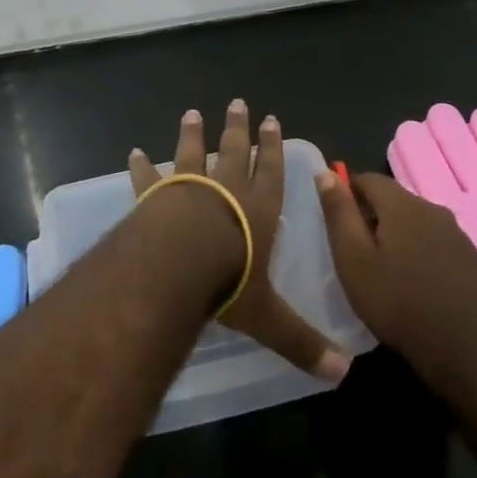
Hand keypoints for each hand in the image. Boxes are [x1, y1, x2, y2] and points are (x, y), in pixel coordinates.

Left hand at [130, 99, 349, 384]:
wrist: (179, 263)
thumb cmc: (230, 282)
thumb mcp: (270, 318)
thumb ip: (302, 342)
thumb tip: (342, 374)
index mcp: (258, 209)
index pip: (270, 171)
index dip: (272, 146)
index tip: (271, 120)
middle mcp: (226, 190)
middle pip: (235, 151)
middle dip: (238, 128)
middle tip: (238, 103)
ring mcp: (189, 187)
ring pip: (193, 153)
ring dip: (193, 133)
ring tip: (192, 113)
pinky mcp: (157, 195)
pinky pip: (149, 177)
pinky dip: (142, 166)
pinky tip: (134, 153)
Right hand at [315, 169, 476, 397]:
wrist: (468, 355)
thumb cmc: (399, 306)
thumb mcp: (354, 261)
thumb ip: (339, 214)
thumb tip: (326, 173)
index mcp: (402, 204)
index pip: (368, 178)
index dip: (348, 193)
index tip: (338, 222)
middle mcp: (433, 209)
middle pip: (394, 200)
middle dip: (373, 216)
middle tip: (358, 252)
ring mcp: (459, 235)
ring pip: (418, 223)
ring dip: (400, 236)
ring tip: (387, 271)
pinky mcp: (474, 261)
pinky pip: (439, 245)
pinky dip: (423, 255)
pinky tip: (418, 286)